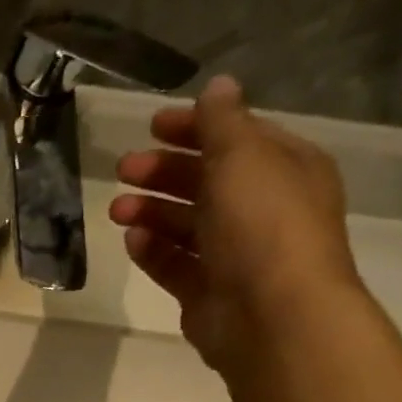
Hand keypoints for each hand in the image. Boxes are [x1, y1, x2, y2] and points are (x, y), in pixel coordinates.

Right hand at [109, 74, 365, 370]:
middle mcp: (263, 209)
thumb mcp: (243, 157)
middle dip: (164, 172)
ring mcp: (235, 254)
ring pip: (185, 224)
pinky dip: (153, 250)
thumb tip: (218, 86)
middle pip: (206, 181)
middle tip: (124, 169)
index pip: (237, 138)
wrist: (272, 315)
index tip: (151, 126)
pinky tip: (132, 240)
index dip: (196, 128)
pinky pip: (175, 263)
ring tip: (117, 209)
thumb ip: (222, 122)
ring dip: (150, 210)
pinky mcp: (207, 290)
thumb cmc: (263, 225)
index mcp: (284, 170)